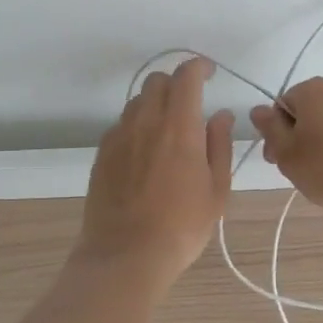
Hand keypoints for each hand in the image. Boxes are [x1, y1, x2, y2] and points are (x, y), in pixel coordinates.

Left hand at [78, 57, 234, 287]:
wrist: (125, 254)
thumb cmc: (182, 226)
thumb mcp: (217, 190)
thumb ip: (219, 145)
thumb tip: (220, 115)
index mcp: (179, 126)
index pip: (186, 76)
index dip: (198, 67)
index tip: (209, 73)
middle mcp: (146, 121)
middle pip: (157, 81)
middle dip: (176, 84)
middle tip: (190, 104)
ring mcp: (119, 136)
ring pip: (137, 101)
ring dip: (155, 104)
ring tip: (168, 132)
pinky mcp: (102, 153)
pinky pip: (121, 125)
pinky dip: (136, 126)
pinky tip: (144, 154)